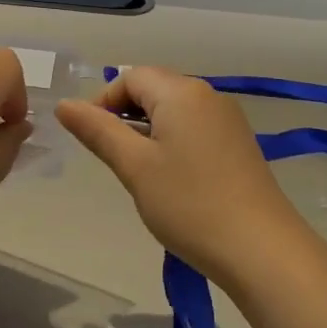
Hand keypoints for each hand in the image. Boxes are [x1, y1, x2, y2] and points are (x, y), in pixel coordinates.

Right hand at [56, 67, 303, 286]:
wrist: (262, 250)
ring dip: (149, 131)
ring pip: (174, 110)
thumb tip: (64, 105)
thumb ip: (98, 131)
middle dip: (125, 116)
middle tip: (114, 158)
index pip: (130, 77)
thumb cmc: (189, 204)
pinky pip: (195, 127)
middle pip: (154, 89)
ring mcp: (227, 119)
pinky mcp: (239, 143)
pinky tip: (172, 179)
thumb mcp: (134, 167)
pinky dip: (173, 141)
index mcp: (180, 91)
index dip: (103, 101)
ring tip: (140, 172)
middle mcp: (207, 94)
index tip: (91, 139)